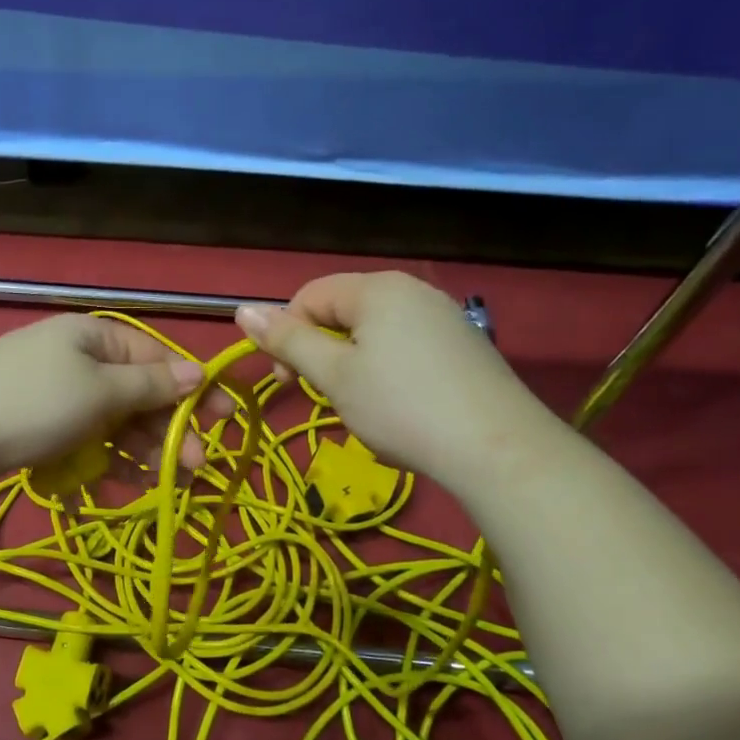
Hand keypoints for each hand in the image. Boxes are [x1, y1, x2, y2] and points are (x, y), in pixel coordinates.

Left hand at [0, 315, 226, 487]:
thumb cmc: (29, 403)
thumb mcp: (98, 392)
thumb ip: (149, 386)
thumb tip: (197, 371)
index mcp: (94, 338)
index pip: (157, 359)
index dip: (193, 390)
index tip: (226, 420)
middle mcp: (78, 359)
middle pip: (137, 393)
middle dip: (168, 428)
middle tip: (196, 466)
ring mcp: (57, 393)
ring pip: (113, 421)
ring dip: (141, 449)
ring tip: (165, 482)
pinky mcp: (39, 424)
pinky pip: (85, 438)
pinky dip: (105, 458)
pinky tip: (124, 481)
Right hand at [235, 272, 562, 494]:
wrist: (498, 450)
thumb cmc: (401, 407)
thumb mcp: (333, 376)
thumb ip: (287, 340)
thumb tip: (242, 310)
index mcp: (377, 288)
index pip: (309, 296)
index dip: (286, 335)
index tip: (285, 382)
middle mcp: (413, 291)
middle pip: (343, 312)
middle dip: (322, 352)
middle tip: (324, 397)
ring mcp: (444, 317)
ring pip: (375, 334)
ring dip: (352, 367)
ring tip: (363, 408)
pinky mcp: (465, 347)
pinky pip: (407, 348)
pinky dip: (388, 373)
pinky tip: (401, 409)